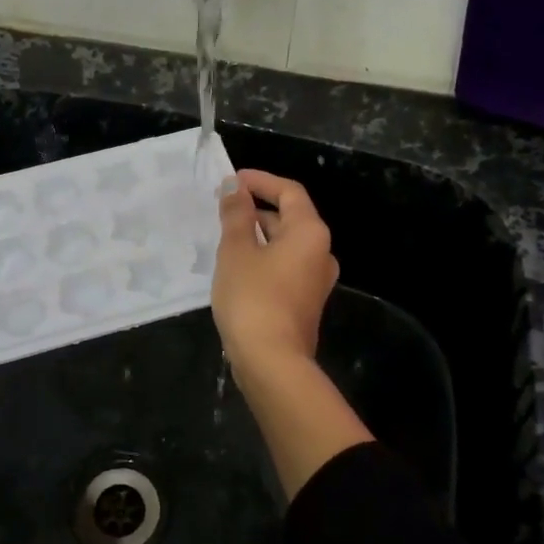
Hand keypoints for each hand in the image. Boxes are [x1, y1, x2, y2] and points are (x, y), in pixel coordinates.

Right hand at [213, 169, 339, 380]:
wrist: (272, 363)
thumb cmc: (253, 297)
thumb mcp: (236, 250)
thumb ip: (236, 214)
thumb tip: (235, 187)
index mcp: (310, 232)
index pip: (289, 192)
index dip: (261, 181)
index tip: (232, 180)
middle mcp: (321, 252)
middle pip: (291, 217)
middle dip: (257, 208)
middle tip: (223, 208)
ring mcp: (315, 281)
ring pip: (286, 245)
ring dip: (258, 235)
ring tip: (225, 235)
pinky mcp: (304, 303)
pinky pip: (285, 267)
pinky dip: (263, 258)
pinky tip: (236, 267)